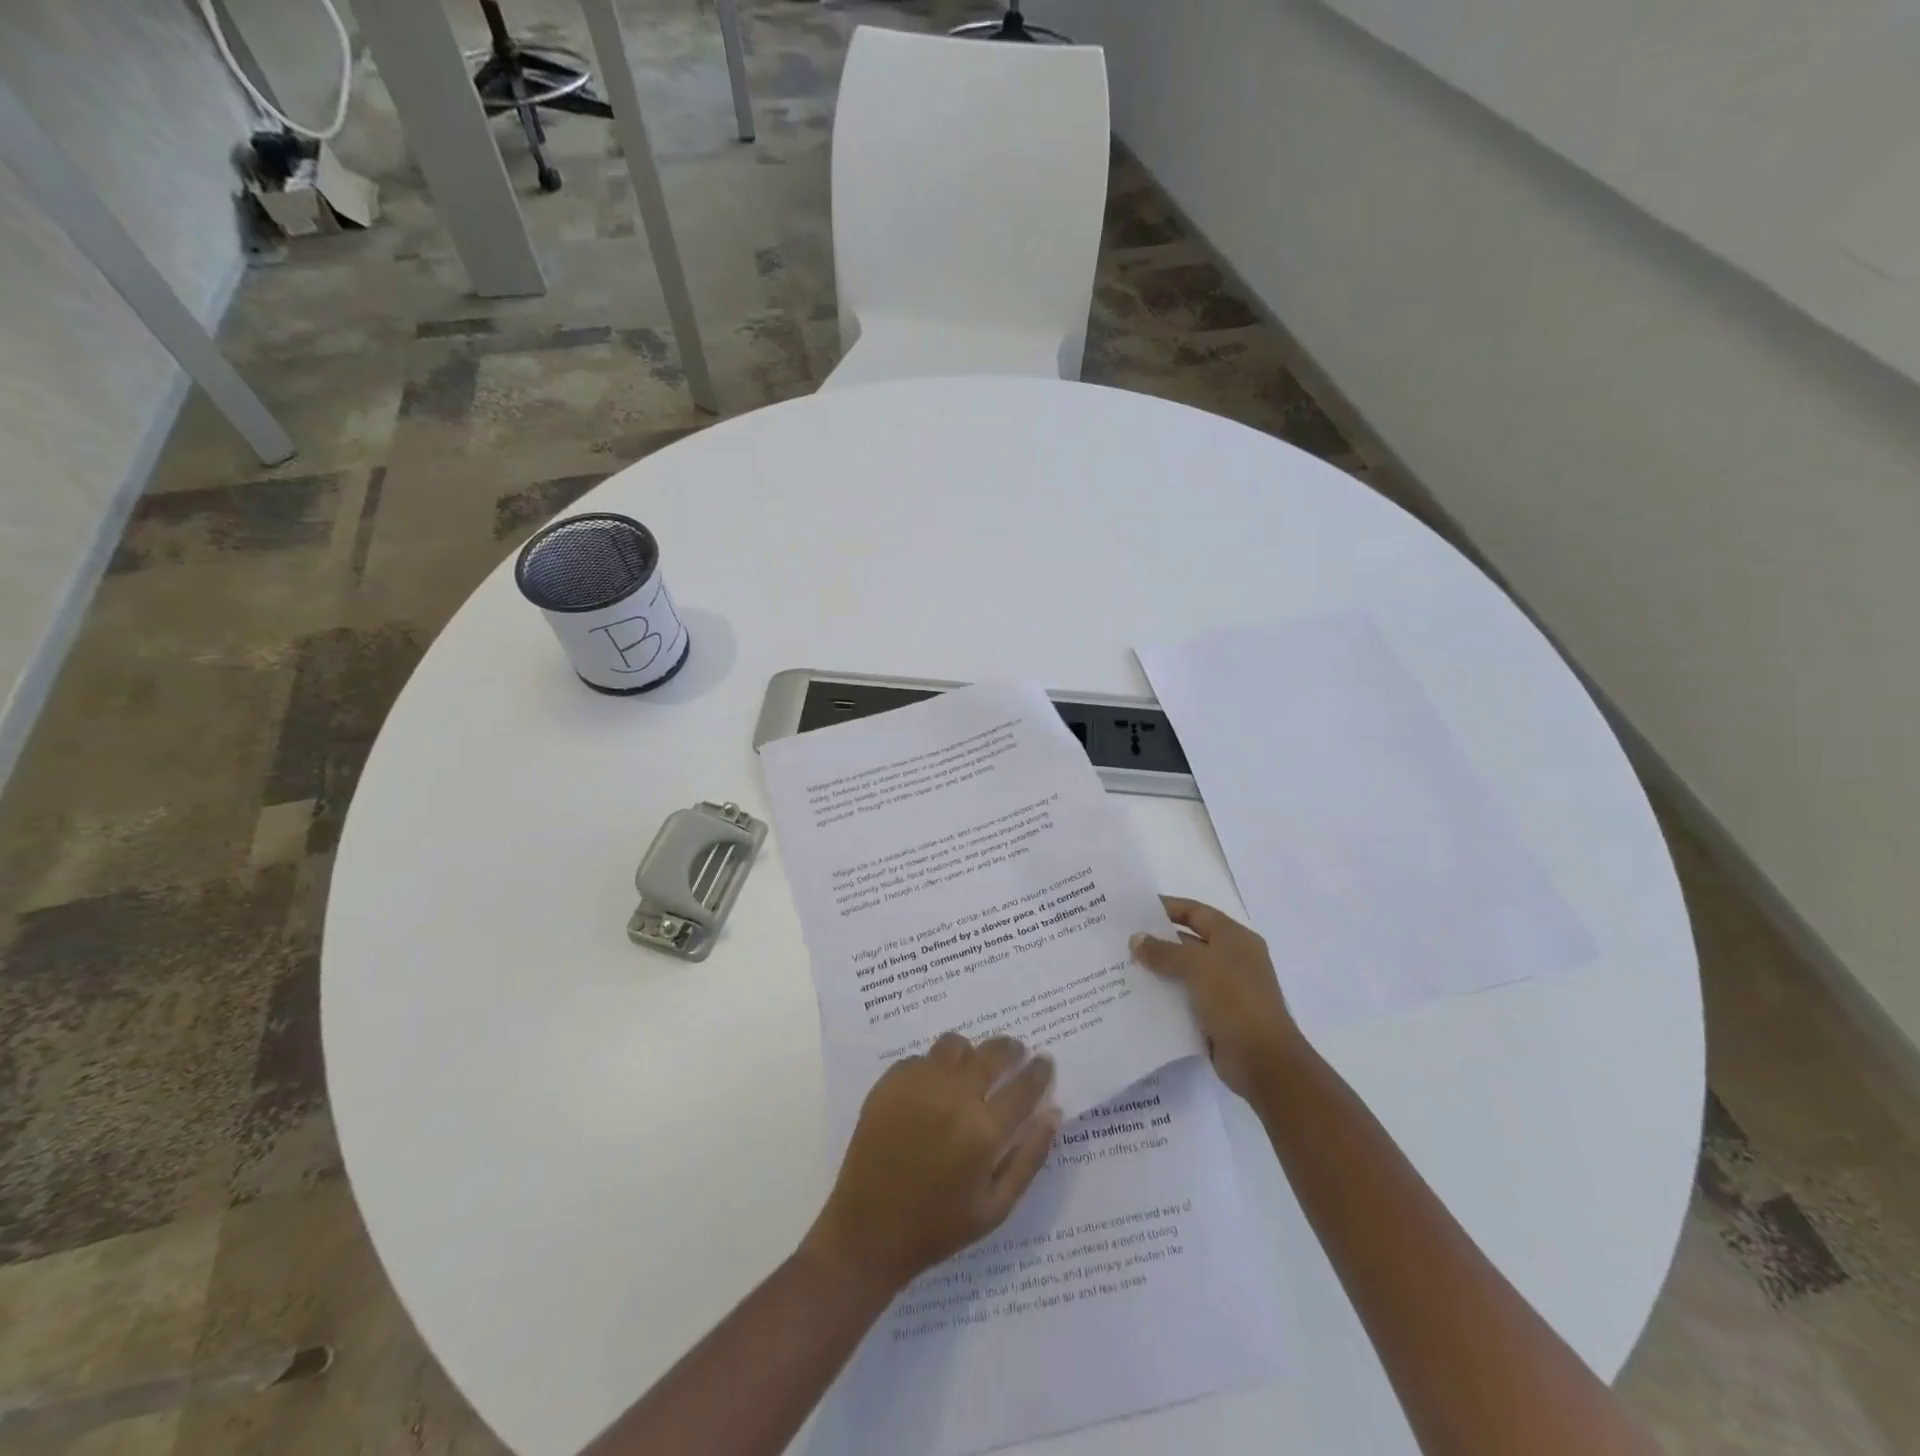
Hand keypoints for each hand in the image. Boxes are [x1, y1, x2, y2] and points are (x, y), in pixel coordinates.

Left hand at [802, 1033, 1059, 1297]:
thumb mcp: (996, 1208)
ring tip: (972, 1069)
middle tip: (1015, 1053)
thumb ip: (1029, 1158)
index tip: (1045, 1061)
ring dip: (970, 1053)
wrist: (868, 1230)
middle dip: (1010, 1050)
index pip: (1024, 1086)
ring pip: (955, 1045)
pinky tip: (933, 1088)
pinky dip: (934, 1067)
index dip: (1039, 1071)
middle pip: (992, 1053)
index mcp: (983, 1131)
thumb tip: (1052, 1113)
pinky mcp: (890, 1081)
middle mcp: (954, 1096)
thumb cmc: (938, 1226)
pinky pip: (921, 1058)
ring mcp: (919, 1084)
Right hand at [1131, 897, 1303, 1098]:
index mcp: (1234, 938)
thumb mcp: (1198, 967)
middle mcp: (1231, 959)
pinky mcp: (1215, 1015)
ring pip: (1183, 972)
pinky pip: (1183, 998)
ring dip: (1157, 970)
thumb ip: (1164, 952)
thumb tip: (1136, 939)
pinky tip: (1136, 996)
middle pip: (1187, 941)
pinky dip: (1163, 995)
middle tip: (1120, 939)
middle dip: (1156, 940)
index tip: (1135, 909)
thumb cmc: (1236, 1001)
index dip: (1167, 907)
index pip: (1196, 912)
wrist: (1264, 1062)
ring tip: (1120, 966)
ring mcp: (1224, 989)